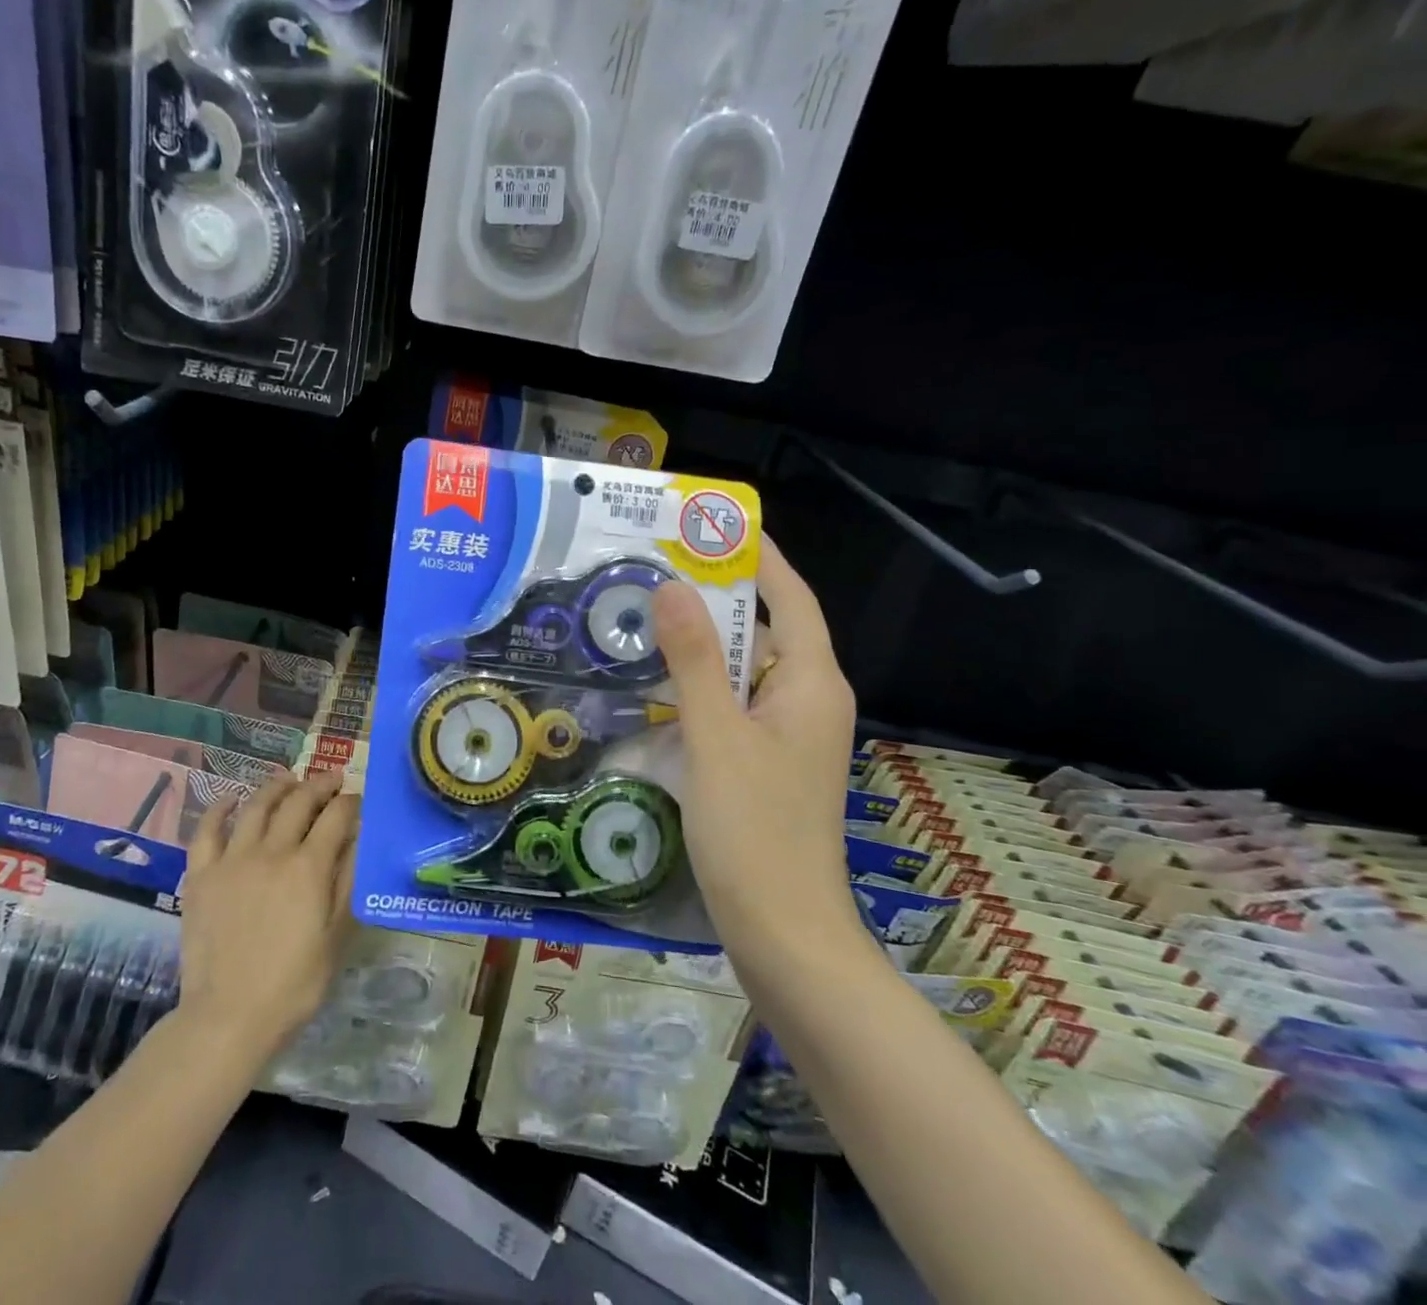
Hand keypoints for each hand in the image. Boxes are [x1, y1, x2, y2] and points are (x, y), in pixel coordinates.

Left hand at [173, 770, 357, 1061]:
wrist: (229, 1017)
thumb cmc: (294, 984)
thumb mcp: (337, 936)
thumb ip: (348, 882)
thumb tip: (359, 839)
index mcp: (309, 867)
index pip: (336, 817)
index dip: (350, 803)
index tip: (358, 800)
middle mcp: (272, 851)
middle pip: (299, 802)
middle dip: (320, 785)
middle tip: (332, 781)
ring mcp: (233, 859)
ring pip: (257, 806)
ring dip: (277, 787)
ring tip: (289, 780)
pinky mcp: (202, 875)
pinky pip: (207, 830)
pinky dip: (219, 808)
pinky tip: (231, 799)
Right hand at [651, 534, 858, 957]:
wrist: (782, 934)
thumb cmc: (755, 831)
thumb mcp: (716, 737)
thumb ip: (694, 661)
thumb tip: (673, 587)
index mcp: (811, 685)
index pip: (792, 598)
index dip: (759, 558)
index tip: (714, 525)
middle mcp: (806, 702)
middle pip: (766, 630)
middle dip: (718, 597)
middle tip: (659, 567)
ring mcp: (786, 737)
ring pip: (744, 672)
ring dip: (702, 645)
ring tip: (647, 616)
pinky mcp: (764, 765)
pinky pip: (731, 707)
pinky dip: (698, 688)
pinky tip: (653, 686)